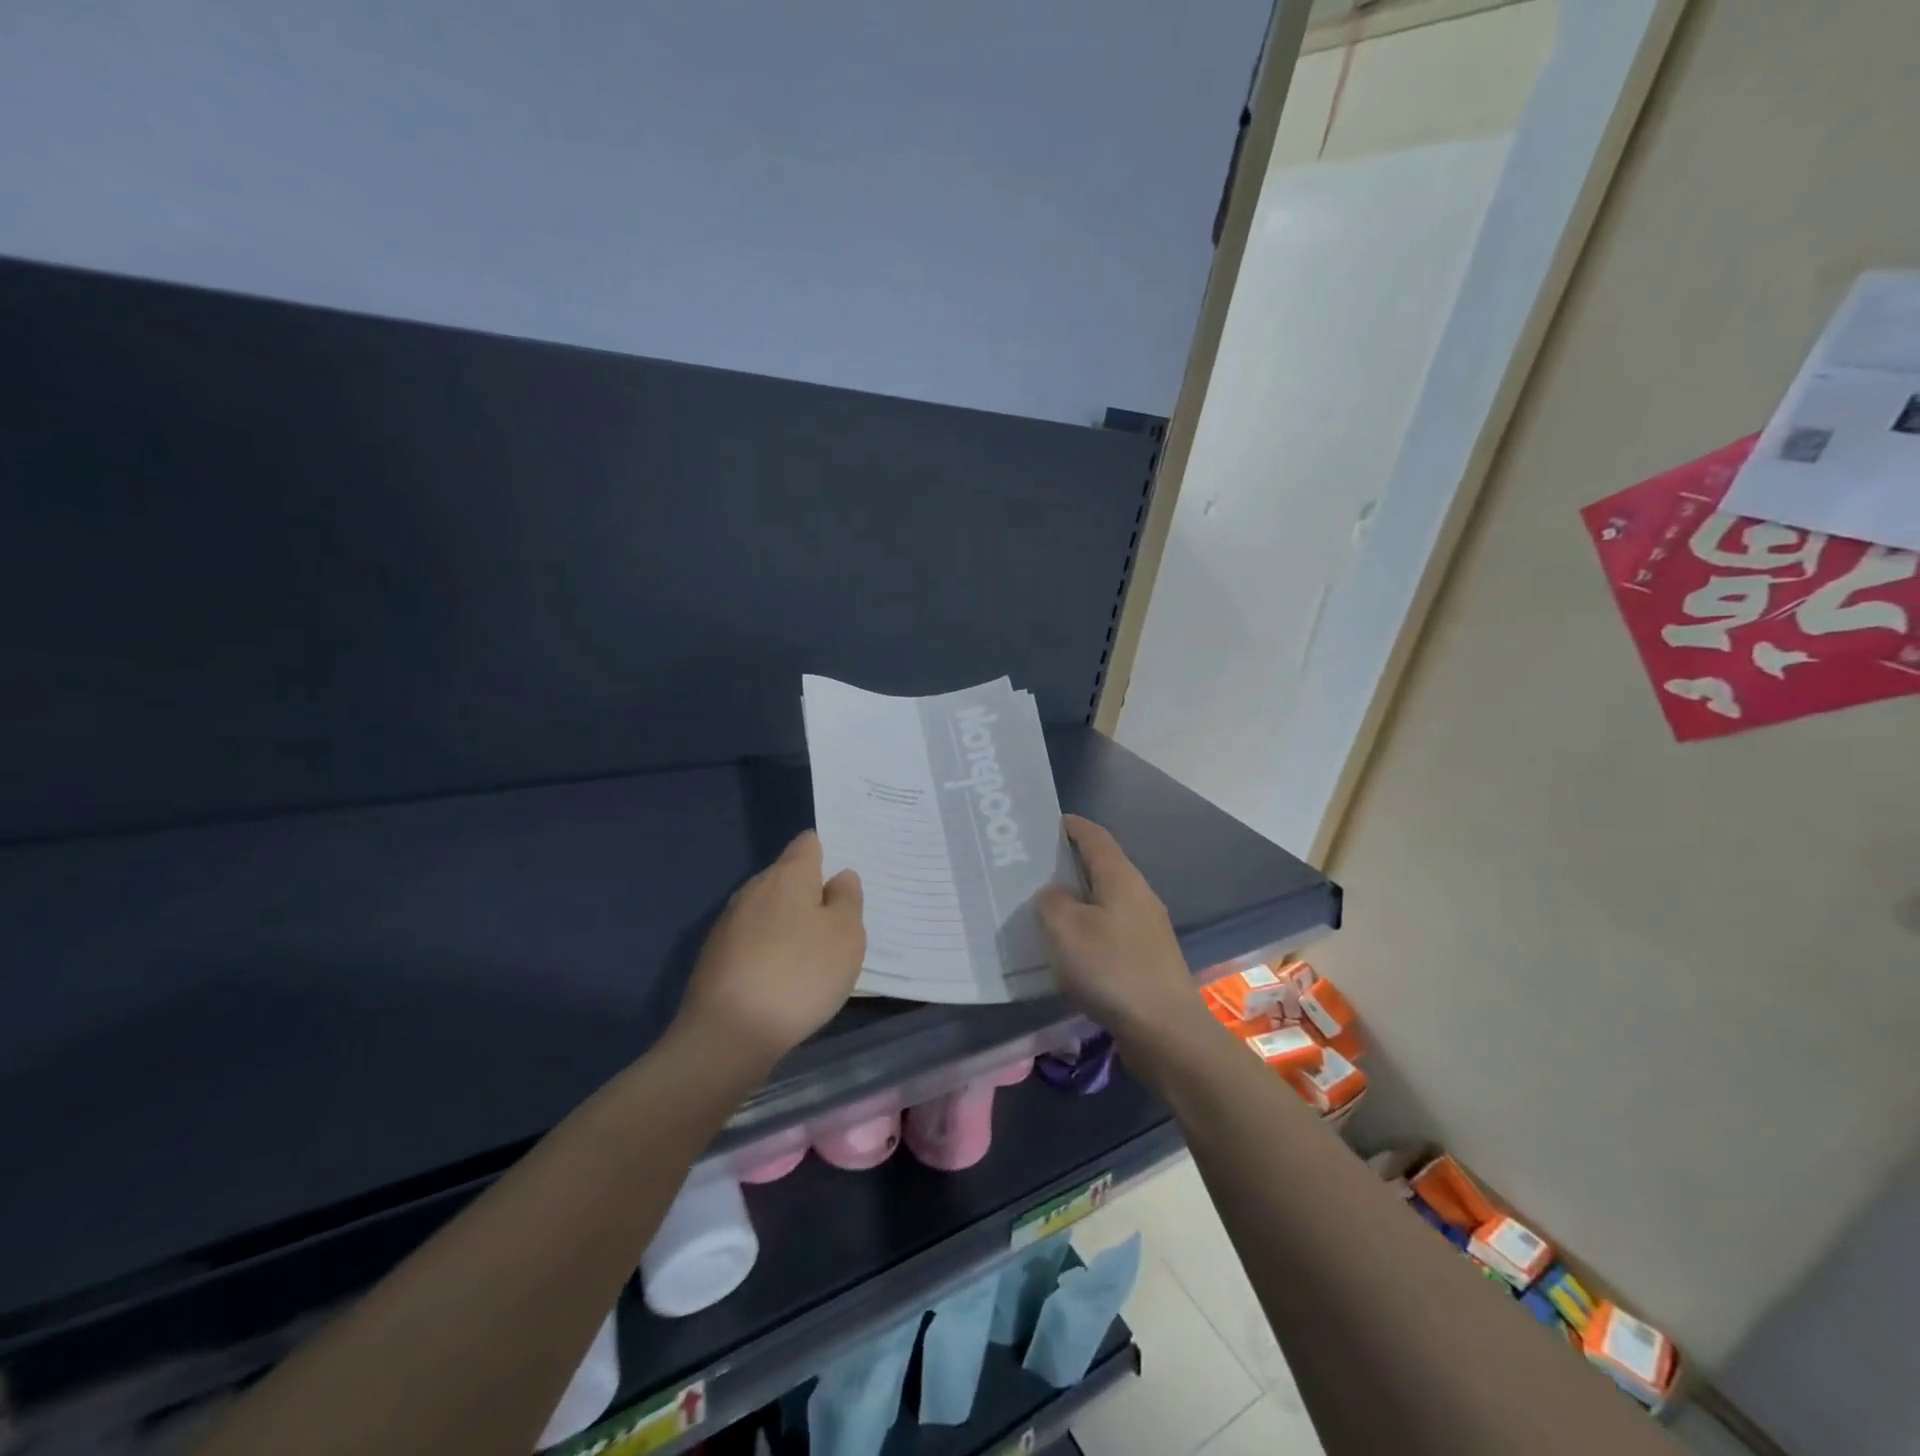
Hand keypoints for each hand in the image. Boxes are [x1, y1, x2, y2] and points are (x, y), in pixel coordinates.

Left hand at [677, 831, 865, 1066]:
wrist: (727, 1034)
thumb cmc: (800, 975)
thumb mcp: (846, 936)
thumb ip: (847, 899)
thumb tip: (839, 877)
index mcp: (788, 874)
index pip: (808, 843)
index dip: (828, 853)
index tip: (844, 878)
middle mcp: (754, 888)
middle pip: (787, 877)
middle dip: (810, 893)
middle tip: (837, 922)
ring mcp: (729, 922)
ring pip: (768, 910)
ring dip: (789, 924)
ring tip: (812, 954)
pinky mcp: (714, 956)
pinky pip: (752, 940)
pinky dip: (769, 950)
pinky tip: (782, 979)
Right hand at [1037, 815, 1205, 1042]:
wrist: (1165, 1030)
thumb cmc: (1111, 969)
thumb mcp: (1065, 930)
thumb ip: (1052, 902)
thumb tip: (1054, 893)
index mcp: (1121, 878)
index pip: (1096, 837)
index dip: (1073, 826)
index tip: (1049, 822)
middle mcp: (1139, 895)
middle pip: (1103, 867)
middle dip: (1071, 863)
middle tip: (1036, 867)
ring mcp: (1147, 928)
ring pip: (1107, 900)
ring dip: (1079, 899)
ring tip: (1046, 907)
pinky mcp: (1148, 958)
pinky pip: (1111, 929)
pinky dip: (1089, 928)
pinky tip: (1071, 947)